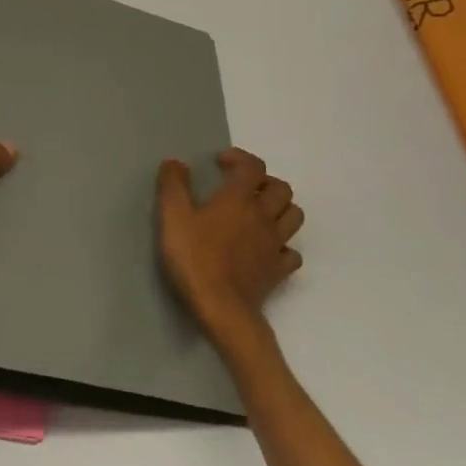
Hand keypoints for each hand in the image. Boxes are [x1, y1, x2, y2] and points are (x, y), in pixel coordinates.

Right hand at [157, 147, 304, 327]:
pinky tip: (265, 249)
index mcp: (238, 199)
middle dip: (264, 182)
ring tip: (258, 213)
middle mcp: (263, 216)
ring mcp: (275, 245)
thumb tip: (175, 163)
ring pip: (293, 216)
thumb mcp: (172, 216)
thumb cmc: (194, 257)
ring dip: (279, 208)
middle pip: (281, 188)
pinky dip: (282, 245)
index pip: (252, 166)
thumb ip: (173, 185)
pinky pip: (291, 252)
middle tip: (242, 187)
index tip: (220, 163)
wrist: (221, 307)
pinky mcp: (278, 271)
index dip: (239, 158)